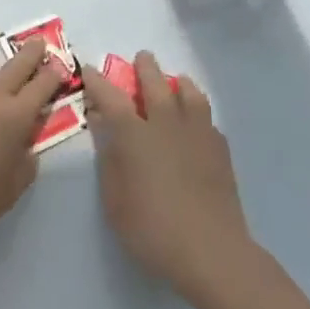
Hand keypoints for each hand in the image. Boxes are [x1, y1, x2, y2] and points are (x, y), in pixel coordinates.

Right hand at [83, 52, 251, 301]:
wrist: (211, 250)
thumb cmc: (151, 228)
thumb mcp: (114, 199)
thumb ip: (108, 157)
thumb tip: (102, 125)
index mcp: (134, 135)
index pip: (111, 97)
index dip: (97, 81)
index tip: (89, 69)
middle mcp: (166, 124)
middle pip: (155, 84)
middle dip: (145, 68)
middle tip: (141, 58)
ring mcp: (197, 134)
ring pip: (189, 94)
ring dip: (178, 82)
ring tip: (176, 80)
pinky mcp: (220, 149)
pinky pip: (207, 118)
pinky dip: (197, 111)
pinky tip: (196, 121)